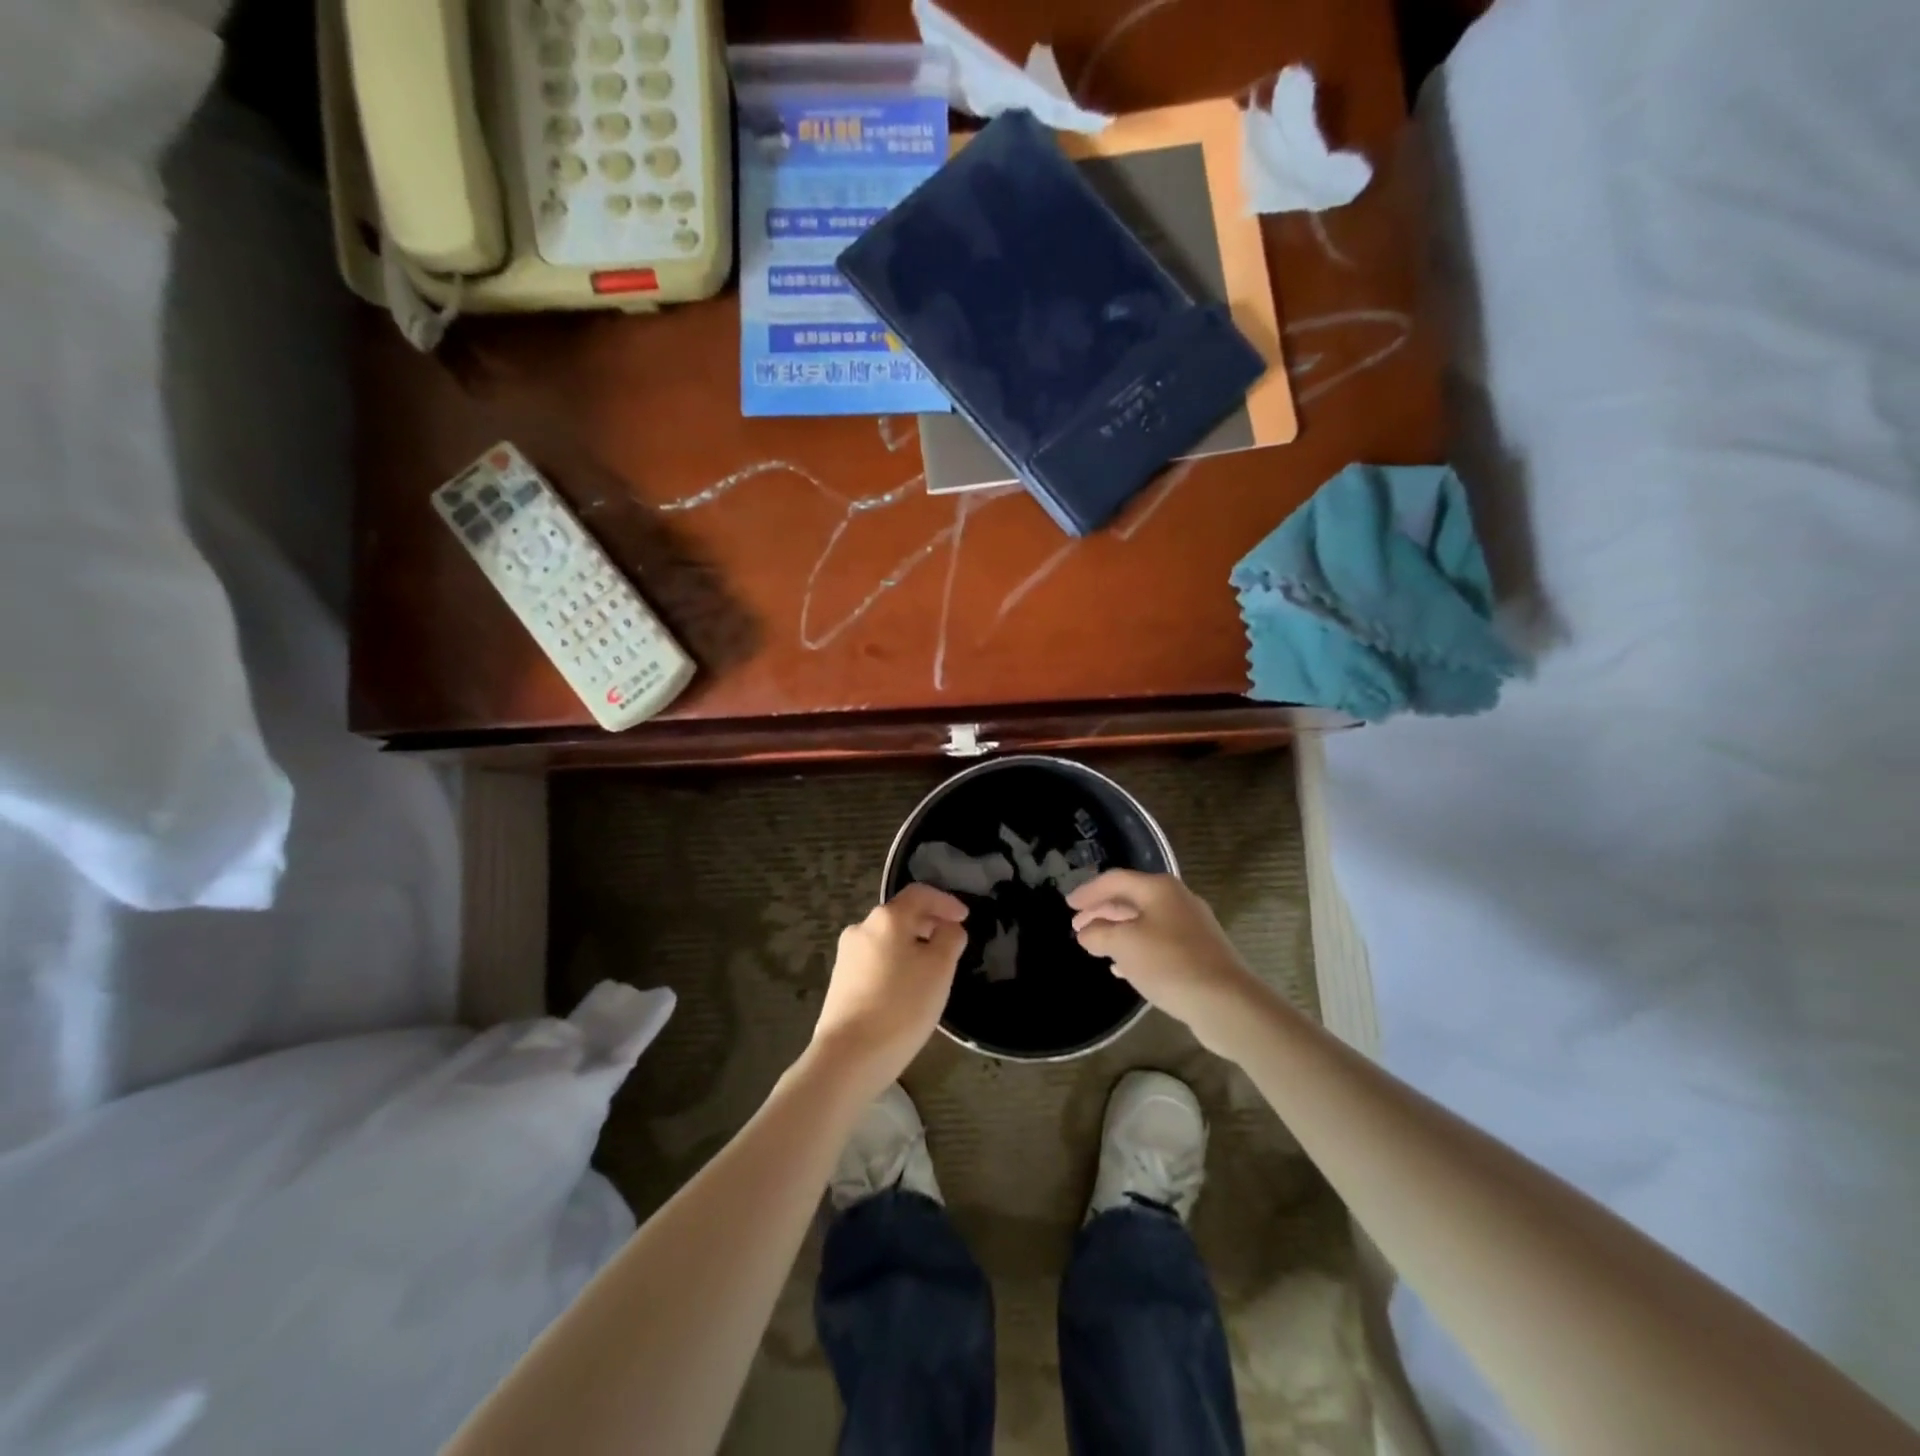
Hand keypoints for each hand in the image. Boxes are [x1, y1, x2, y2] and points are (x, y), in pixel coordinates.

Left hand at [810, 883, 968, 1095]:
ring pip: (887, 939)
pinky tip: (906, 990)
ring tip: (931, 970)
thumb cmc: (901, 1007)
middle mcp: (862, 928)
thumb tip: (949, 927)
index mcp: (887, 918)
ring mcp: (847, 955)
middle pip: (901, 915)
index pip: (920, 894)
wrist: (848, 1057)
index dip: (945, 901)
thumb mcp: (940, 970)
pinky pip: (875, 961)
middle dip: (929, 924)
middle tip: (951, 944)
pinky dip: (896, 964)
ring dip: (912, 946)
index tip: (965, 917)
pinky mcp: (840, 981)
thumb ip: (950, 939)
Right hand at [1069, 871, 1273, 1059]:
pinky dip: (1136, 949)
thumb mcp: (1124, 945)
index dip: (1088, 891)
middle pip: (1131, 899)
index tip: (1067, 904)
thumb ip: (1099, 934)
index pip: (1115, 880)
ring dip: (1117, 931)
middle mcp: (1177, 900)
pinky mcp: (1199, 953)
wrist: (1226, 1003)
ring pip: (1144, 922)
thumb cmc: (1169, 963)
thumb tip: (1086, 932)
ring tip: (1094, 945)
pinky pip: (1158, 943)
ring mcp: (1191, 927)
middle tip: (1077, 926)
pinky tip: (1122, 967)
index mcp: (1159, 889)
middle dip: (1102, 912)